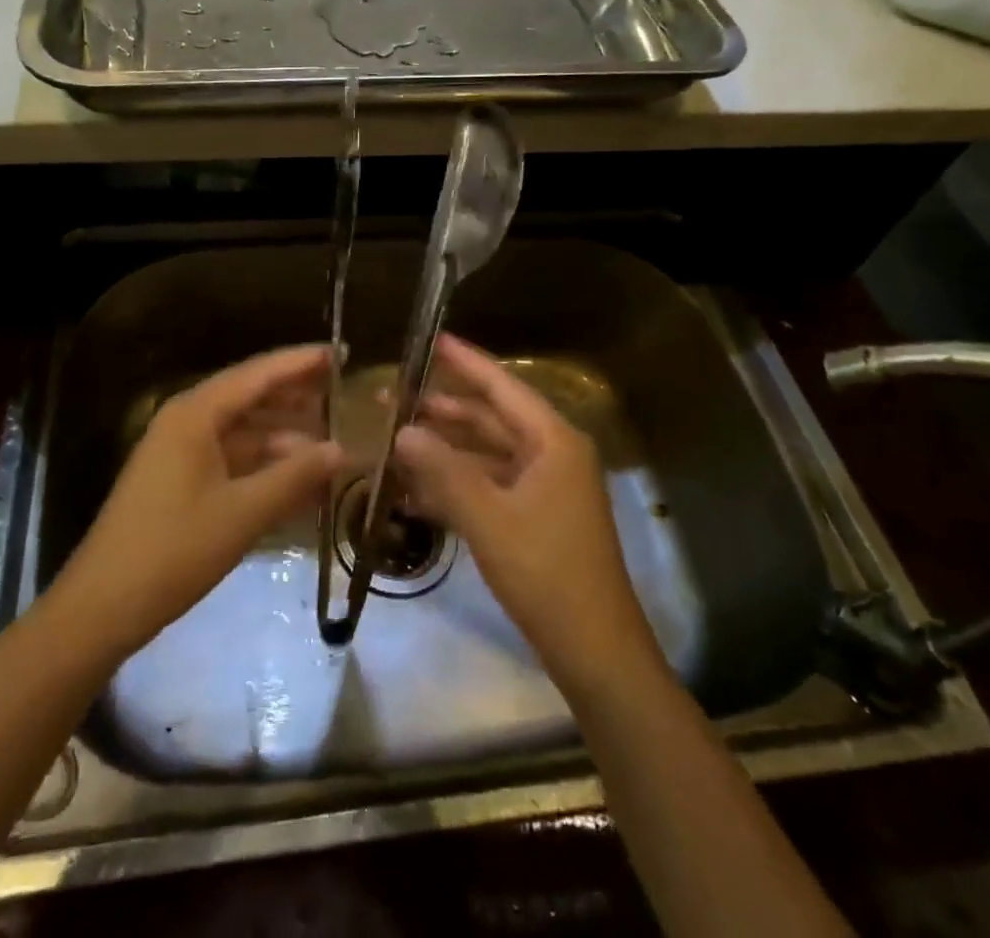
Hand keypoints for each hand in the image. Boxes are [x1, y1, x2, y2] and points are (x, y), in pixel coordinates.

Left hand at [52, 345, 342, 659]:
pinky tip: (298, 477)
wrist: (102, 606)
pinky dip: (264, 463)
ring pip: (243, 429)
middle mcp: (186, 420)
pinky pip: (231, 457)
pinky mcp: (179, 479)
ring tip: (331, 438)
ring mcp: (180, 450)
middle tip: (343, 391)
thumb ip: (295, 476)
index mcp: (196, 413)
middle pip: (250, 395)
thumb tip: (341, 449)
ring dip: (284, 434)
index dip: (300, 362)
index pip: (258, 373)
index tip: (340, 351)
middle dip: (296, 394)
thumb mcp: (243, 513)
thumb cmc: (174, 550)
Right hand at [394, 334, 652, 685]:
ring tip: (396, 436)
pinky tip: (417, 485)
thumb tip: (402, 430)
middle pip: (491, 418)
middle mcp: (551, 454)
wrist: (596, 651)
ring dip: (445, 446)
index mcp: (552, 442)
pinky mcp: (535, 517)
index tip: (432, 338)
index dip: (466, 362)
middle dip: (443, 408)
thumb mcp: (488, 519)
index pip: (503, 387)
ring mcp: (545, 488)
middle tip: (393, 395)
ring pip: (487, 453)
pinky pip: (490, 485)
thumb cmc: (546, 573)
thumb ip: (443, 471)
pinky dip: (456, 482)